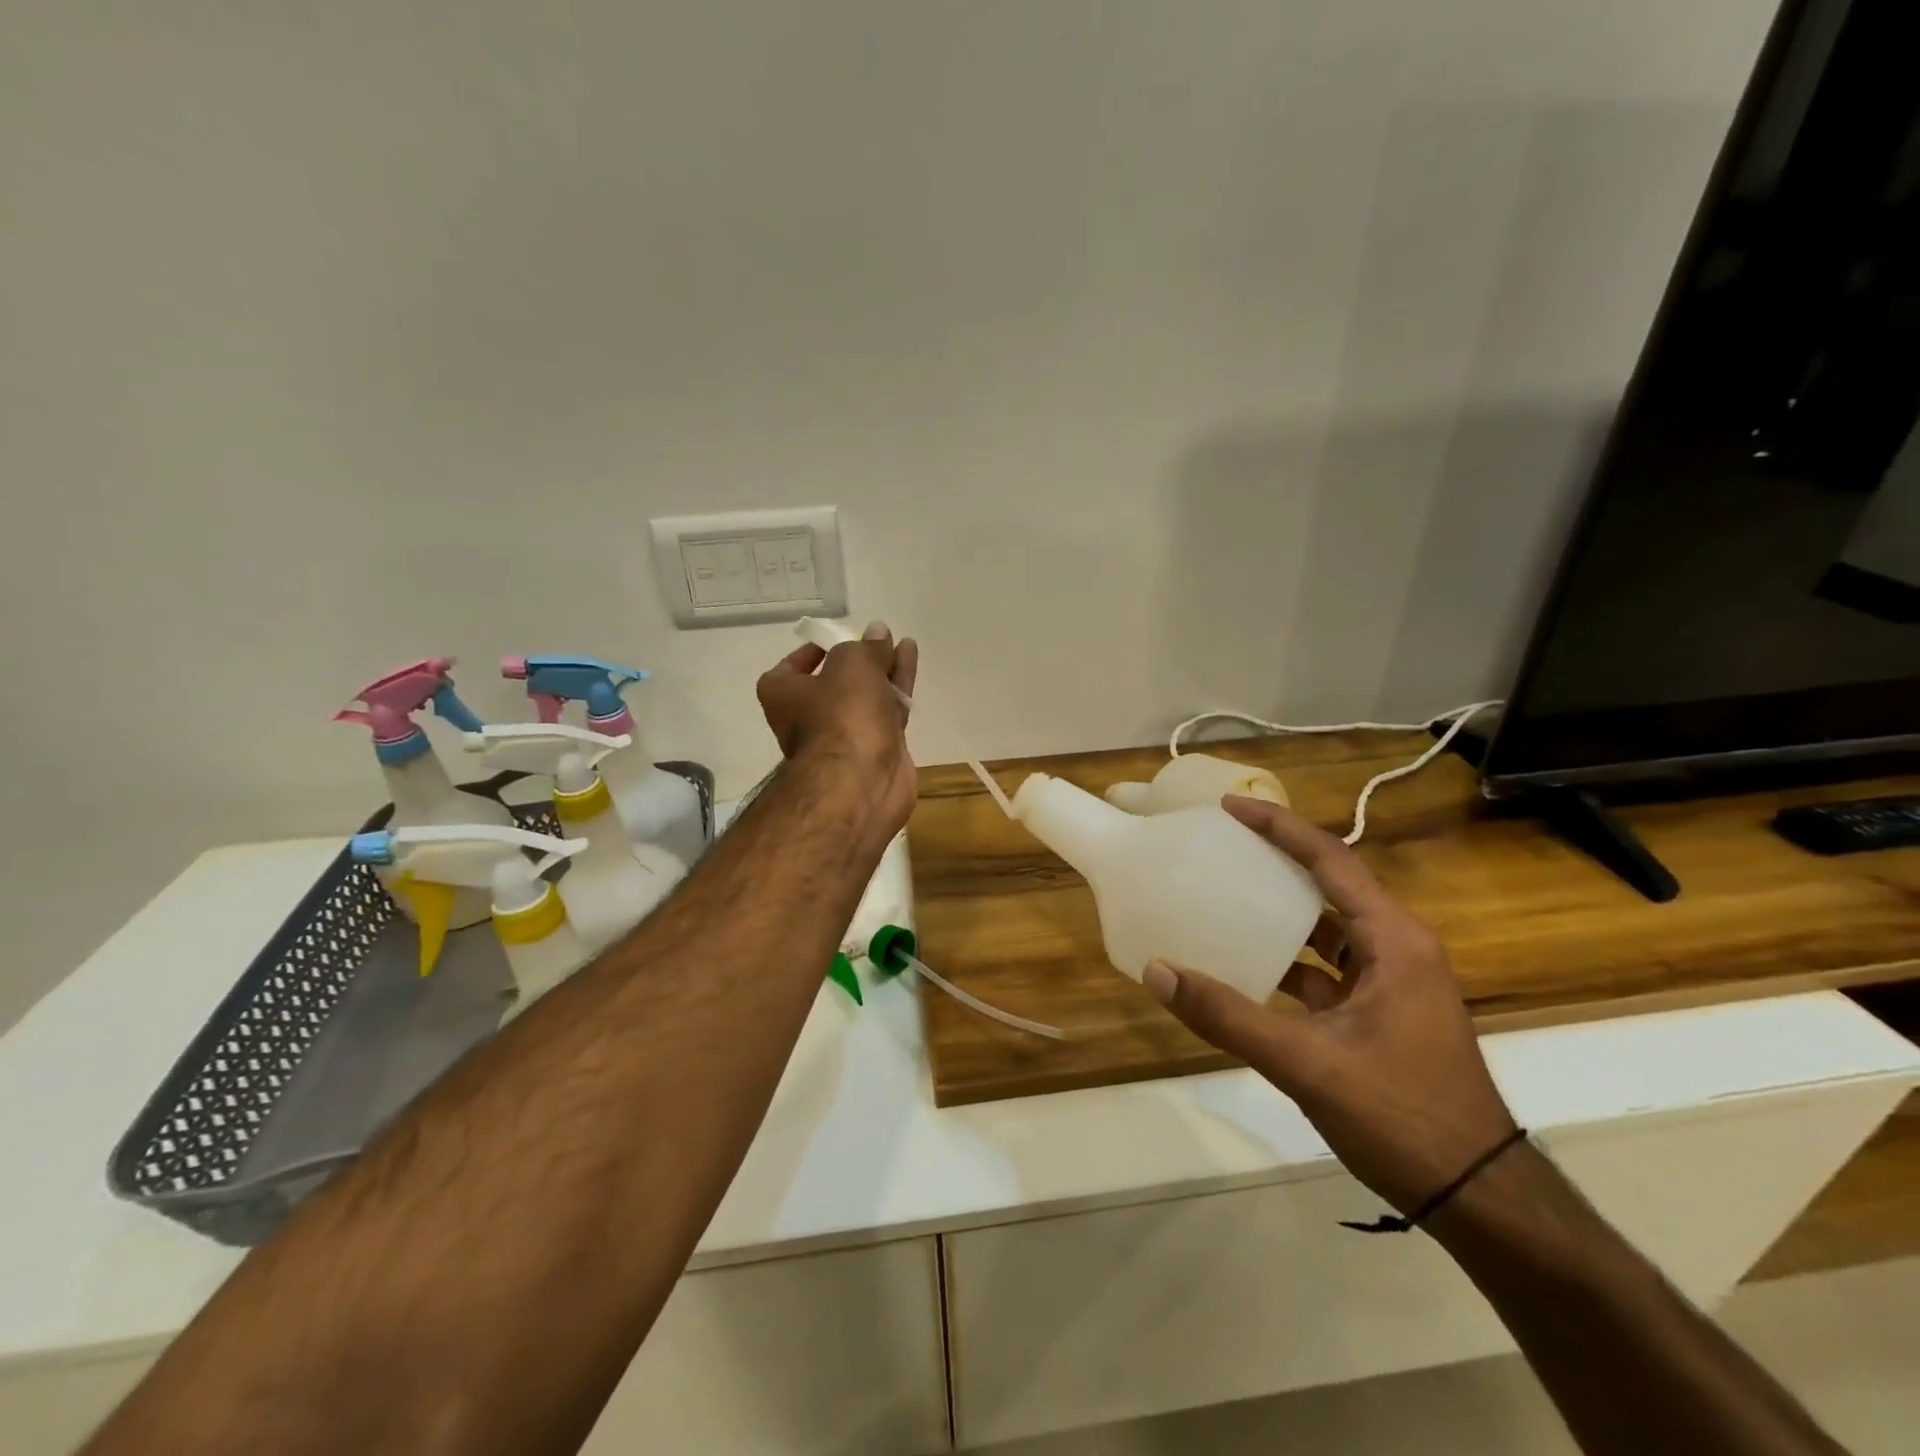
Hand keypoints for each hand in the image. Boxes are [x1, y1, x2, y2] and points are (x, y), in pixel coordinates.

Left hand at [756, 623, 918, 834]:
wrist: (860, 780)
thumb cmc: (842, 714)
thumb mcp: (852, 664)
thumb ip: (867, 647)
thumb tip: (878, 633)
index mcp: (783, 696)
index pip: (789, 669)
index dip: (811, 653)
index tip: (837, 639)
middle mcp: (808, 718)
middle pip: (835, 683)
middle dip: (860, 661)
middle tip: (880, 639)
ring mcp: (844, 737)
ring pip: (866, 696)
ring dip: (884, 671)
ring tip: (904, 644)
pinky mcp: (876, 750)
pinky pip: (887, 712)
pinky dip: (898, 688)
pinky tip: (911, 664)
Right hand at [1144, 796, 1516, 1214]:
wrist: (1478, 1196)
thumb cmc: (1402, 1115)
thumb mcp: (1307, 1063)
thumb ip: (1227, 1016)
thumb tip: (1157, 972)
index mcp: (1393, 940)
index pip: (1331, 860)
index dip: (1279, 827)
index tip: (1229, 808)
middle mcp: (1396, 947)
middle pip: (1330, 884)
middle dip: (1277, 859)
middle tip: (1221, 844)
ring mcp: (1391, 981)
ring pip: (1327, 927)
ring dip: (1281, 911)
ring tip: (1224, 894)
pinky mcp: (1381, 1012)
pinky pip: (1326, 967)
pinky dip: (1288, 959)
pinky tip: (1245, 965)